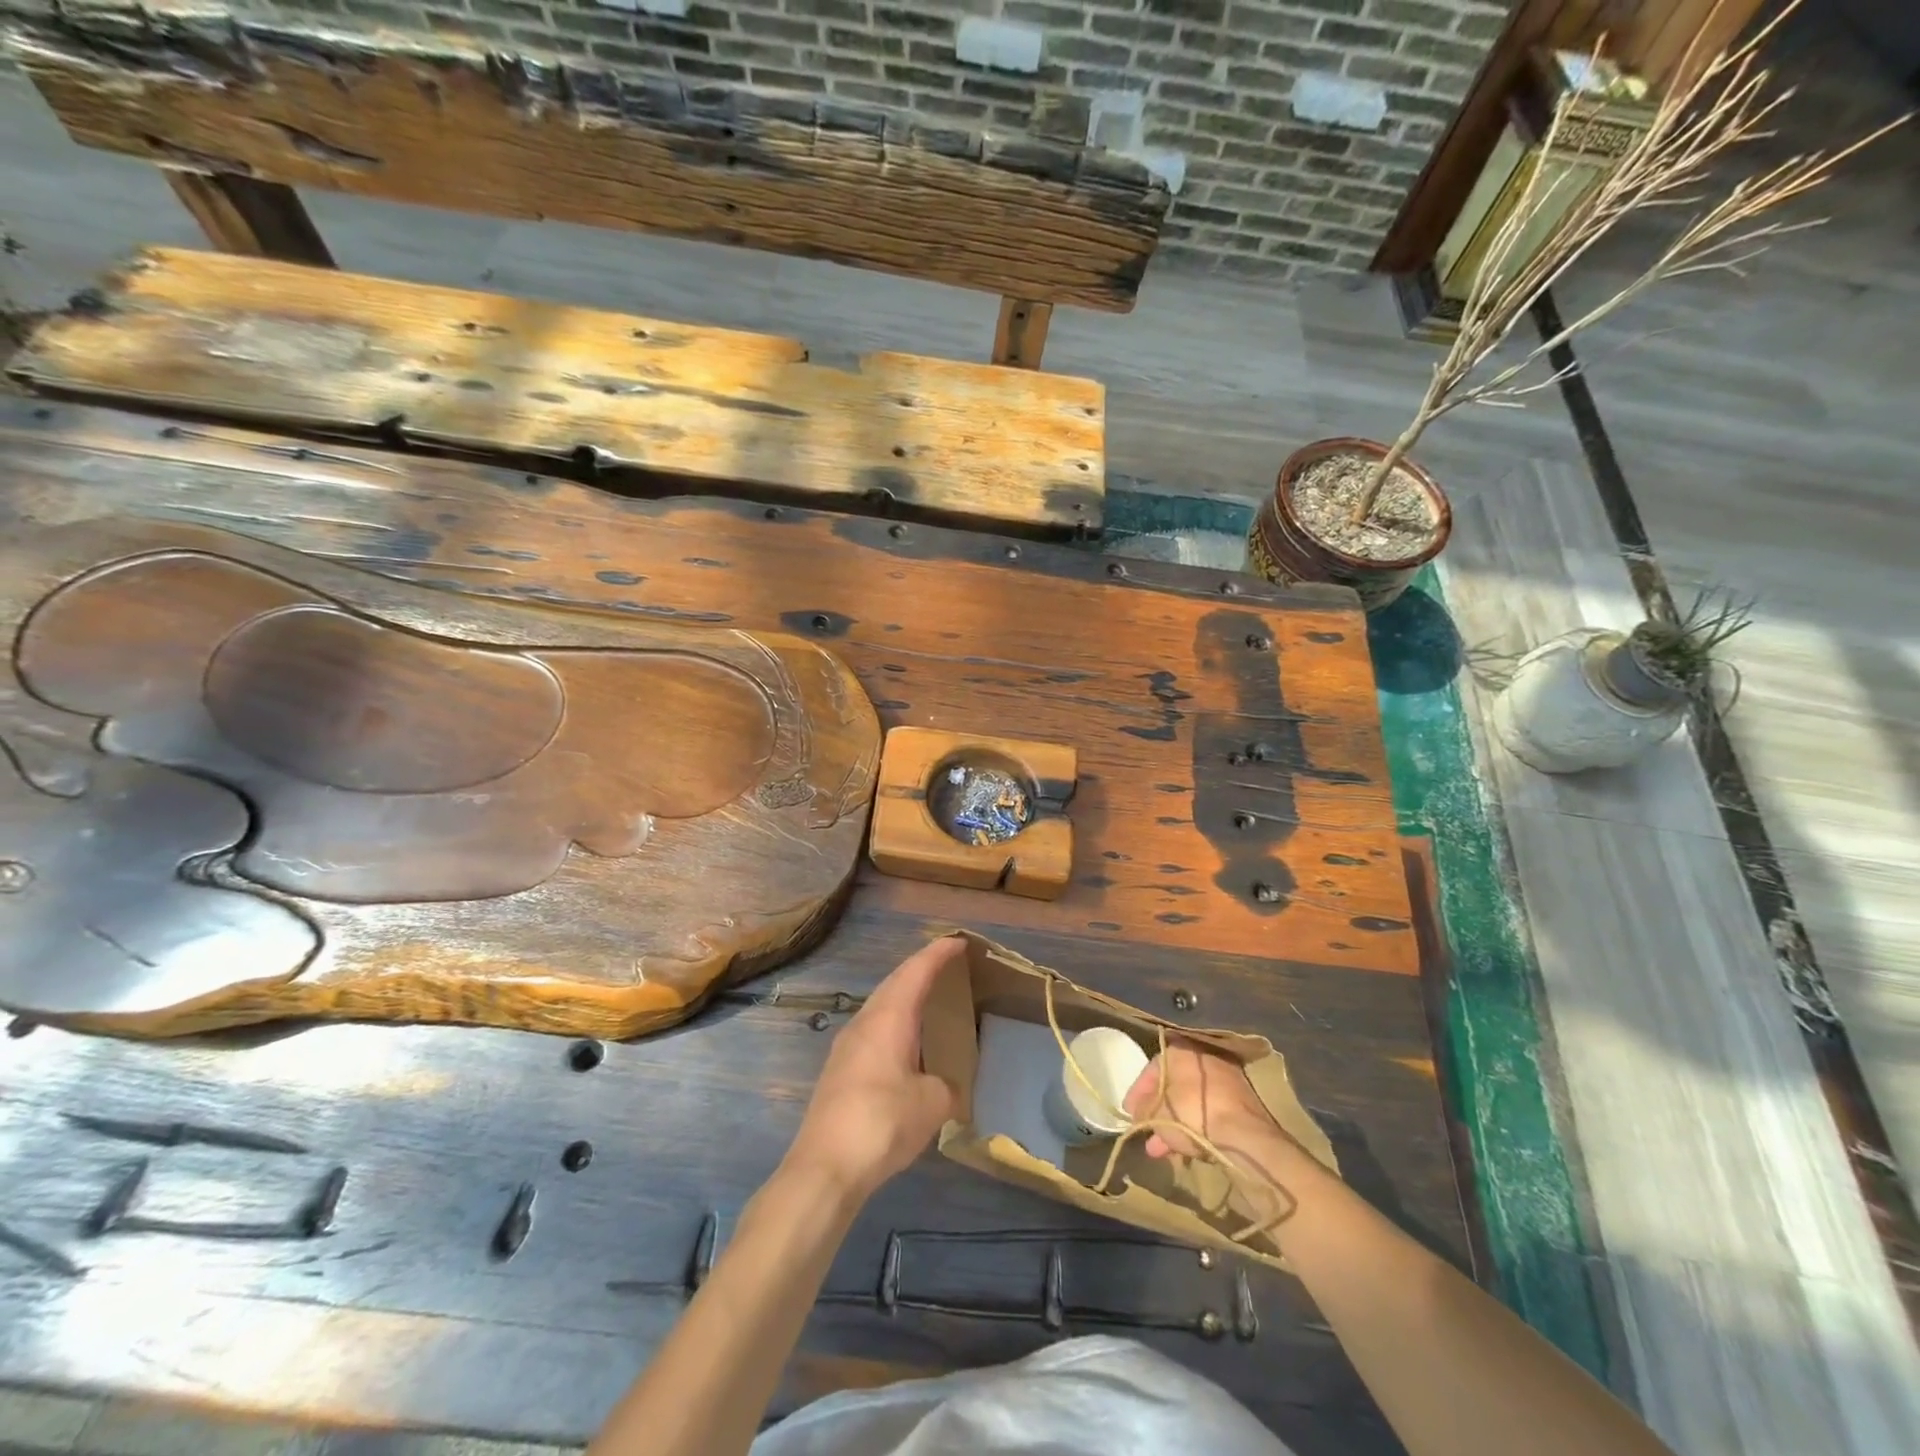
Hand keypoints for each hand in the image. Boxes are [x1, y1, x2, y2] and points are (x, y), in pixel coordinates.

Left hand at [784, 936, 961, 1202]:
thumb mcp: (932, 1104)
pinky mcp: (839, 1070)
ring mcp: (847, 1045)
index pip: (916, 971)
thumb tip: (948, 1089)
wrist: (824, 1167)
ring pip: (881, 1005)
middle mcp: (865, 1021)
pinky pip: (873, 1028)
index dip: (938, 953)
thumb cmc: (882, 1122)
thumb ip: (947, 1088)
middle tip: (948, 965)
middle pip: (895, 982)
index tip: (959, 941)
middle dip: (921, 969)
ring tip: (930, 1000)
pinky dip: (894, 1021)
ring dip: (905, 995)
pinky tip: (905, 1043)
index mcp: (888, 1017)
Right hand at [1124, 1039, 1288, 1163]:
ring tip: (1160, 1150)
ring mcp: (1226, 1081)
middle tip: (1145, 1131)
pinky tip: (1185, 1150)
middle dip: (1156, 1112)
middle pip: (1172, 1085)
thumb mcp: (1157, 1114)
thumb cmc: (1193, 1114)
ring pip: (1191, 1102)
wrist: (1246, 1136)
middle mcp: (1204, 1058)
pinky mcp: (1241, 1103)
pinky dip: (1195, 1127)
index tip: (1129, 1111)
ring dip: (1173, 1124)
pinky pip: (1209, 1112)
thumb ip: (1143, 1111)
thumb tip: (1137, 1113)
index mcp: (1181, 1051)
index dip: (1138, 1092)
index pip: (1152, 1067)